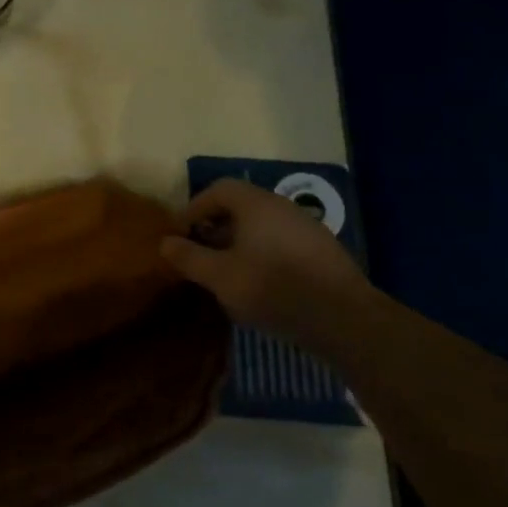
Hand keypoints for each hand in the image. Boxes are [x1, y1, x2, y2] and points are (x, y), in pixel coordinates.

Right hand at [161, 178, 373, 350]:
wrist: (342, 318)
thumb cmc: (271, 287)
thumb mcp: (219, 275)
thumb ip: (189, 257)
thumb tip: (165, 242)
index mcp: (256, 204)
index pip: (218, 189)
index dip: (194, 208)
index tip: (181, 234)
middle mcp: (282, 207)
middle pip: (241, 206)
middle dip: (216, 227)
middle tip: (200, 254)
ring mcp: (307, 228)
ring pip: (262, 226)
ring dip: (239, 243)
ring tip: (227, 273)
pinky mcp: (322, 252)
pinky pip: (281, 243)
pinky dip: (263, 254)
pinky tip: (260, 285)